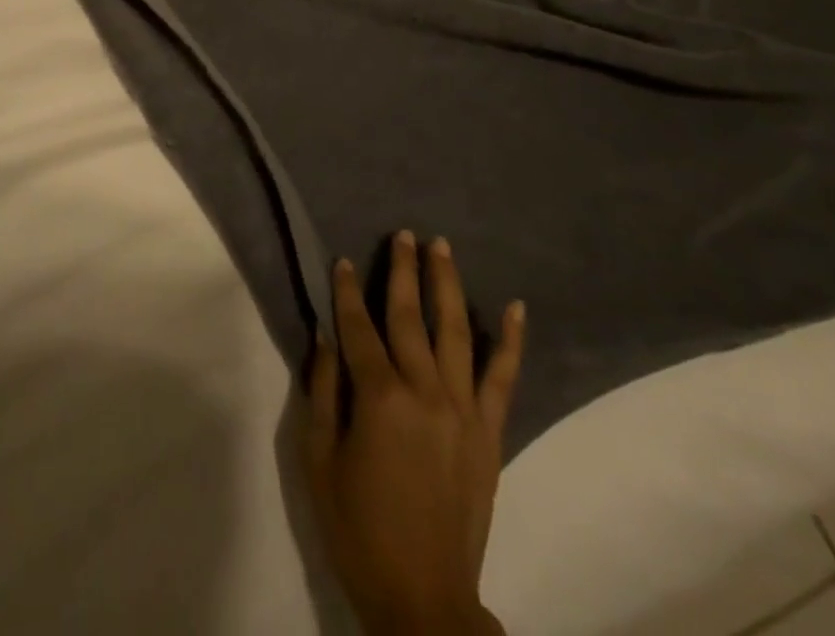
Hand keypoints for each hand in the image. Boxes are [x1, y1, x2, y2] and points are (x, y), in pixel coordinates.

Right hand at [304, 233, 524, 635]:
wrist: (423, 600)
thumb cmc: (358, 530)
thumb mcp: (319, 461)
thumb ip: (321, 392)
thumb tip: (325, 337)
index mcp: (380, 399)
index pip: (359, 328)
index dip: (347, 292)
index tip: (343, 261)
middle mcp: (425, 392)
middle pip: (411, 317)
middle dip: (404, 271)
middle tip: (404, 234)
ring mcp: (464, 411)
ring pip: (456, 332)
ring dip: (448, 286)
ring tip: (442, 248)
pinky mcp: (490, 433)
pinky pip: (503, 378)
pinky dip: (510, 341)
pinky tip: (514, 307)